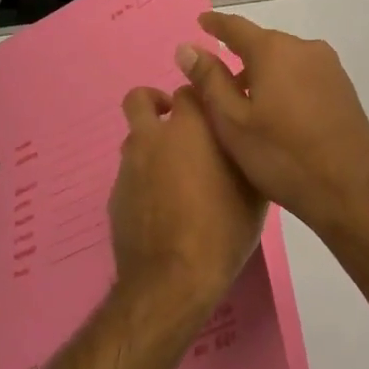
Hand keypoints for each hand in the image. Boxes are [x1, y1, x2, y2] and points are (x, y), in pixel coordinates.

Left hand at [109, 85, 267, 323]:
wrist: (172, 279)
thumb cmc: (223, 230)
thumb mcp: (253, 192)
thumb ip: (244, 154)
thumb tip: (245, 140)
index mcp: (190, 128)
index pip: (189, 89)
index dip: (200, 97)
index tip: (212, 112)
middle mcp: (153, 138)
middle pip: (140, 99)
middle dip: (156, 103)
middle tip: (178, 126)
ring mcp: (129, 167)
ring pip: (134, 139)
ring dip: (151, 145)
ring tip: (174, 174)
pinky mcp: (114, 195)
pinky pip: (130, 175)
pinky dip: (143, 180)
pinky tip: (162, 207)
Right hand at [174, 12, 368, 240]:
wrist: (350, 191)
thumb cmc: (282, 157)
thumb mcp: (233, 122)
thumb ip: (209, 80)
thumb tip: (187, 48)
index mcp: (274, 50)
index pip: (236, 27)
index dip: (215, 25)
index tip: (200, 22)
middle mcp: (305, 48)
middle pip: (262, 44)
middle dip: (239, 57)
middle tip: (216, 82)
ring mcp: (330, 67)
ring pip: (285, 60)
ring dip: (263, 74)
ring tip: (245, 104)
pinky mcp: (344, 88)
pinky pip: (304, 75)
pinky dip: (285, 84)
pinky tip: (278, 113)